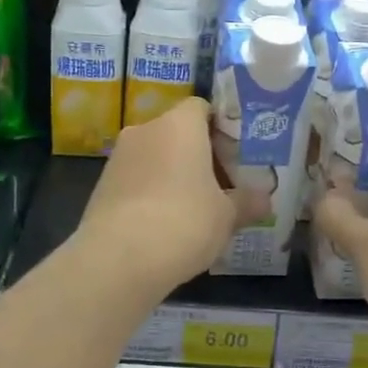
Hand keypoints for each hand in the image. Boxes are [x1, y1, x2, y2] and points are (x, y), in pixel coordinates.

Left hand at [75, 98, 265, 296]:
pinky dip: (151, 193)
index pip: (201, 108)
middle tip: (221, 186)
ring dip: (173, 175)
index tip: (235, 155)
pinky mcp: (102, 185)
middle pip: (177, 133)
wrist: (117, 259)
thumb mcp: (227, 216)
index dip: (220, 128)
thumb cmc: (183, 221)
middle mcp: (145, 130)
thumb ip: (247, 202)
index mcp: (180, 125)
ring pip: (154, 157)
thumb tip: (265, 200)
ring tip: (195, 208)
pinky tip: (165, 224)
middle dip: (198, 155)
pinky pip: (136, 179)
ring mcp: (118, 157)